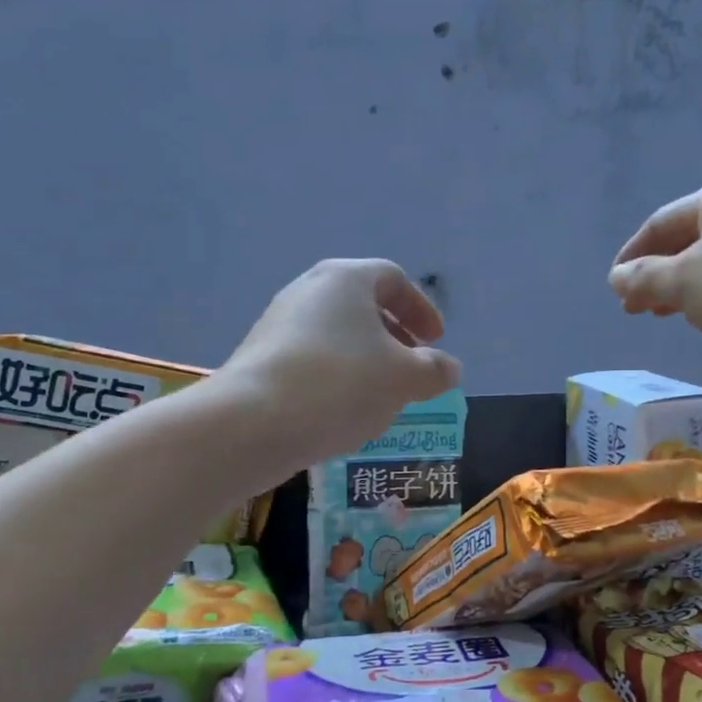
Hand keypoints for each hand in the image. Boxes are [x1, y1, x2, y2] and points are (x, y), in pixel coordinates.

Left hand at [220, 259, 461, 468]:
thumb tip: (448, 368)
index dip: (421, 308)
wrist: (252, 423)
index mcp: (346, 279)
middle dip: (394, 336)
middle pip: (362, 304)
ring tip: (381, 394)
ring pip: (337, 333)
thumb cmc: (341, 385)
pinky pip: (312, 356)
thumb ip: (434, 370)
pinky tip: (342, 409)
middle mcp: (309, 290)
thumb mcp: (404, 379)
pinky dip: (337, 374)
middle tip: (412, 366)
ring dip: (366, 358)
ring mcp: (279, 322)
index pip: (394, 279)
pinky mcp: (260, 356)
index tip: (436, 341)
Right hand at [609, 175, 701, 372]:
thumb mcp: (683, 282)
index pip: (658, 224)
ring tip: (659, 314)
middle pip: (683, 241)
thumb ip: (642, 278)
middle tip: (633, 307)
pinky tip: (701, 314)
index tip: (613, 287)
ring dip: (678, 287)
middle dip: (653, 275)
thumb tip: (617, 277)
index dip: (630, 257)